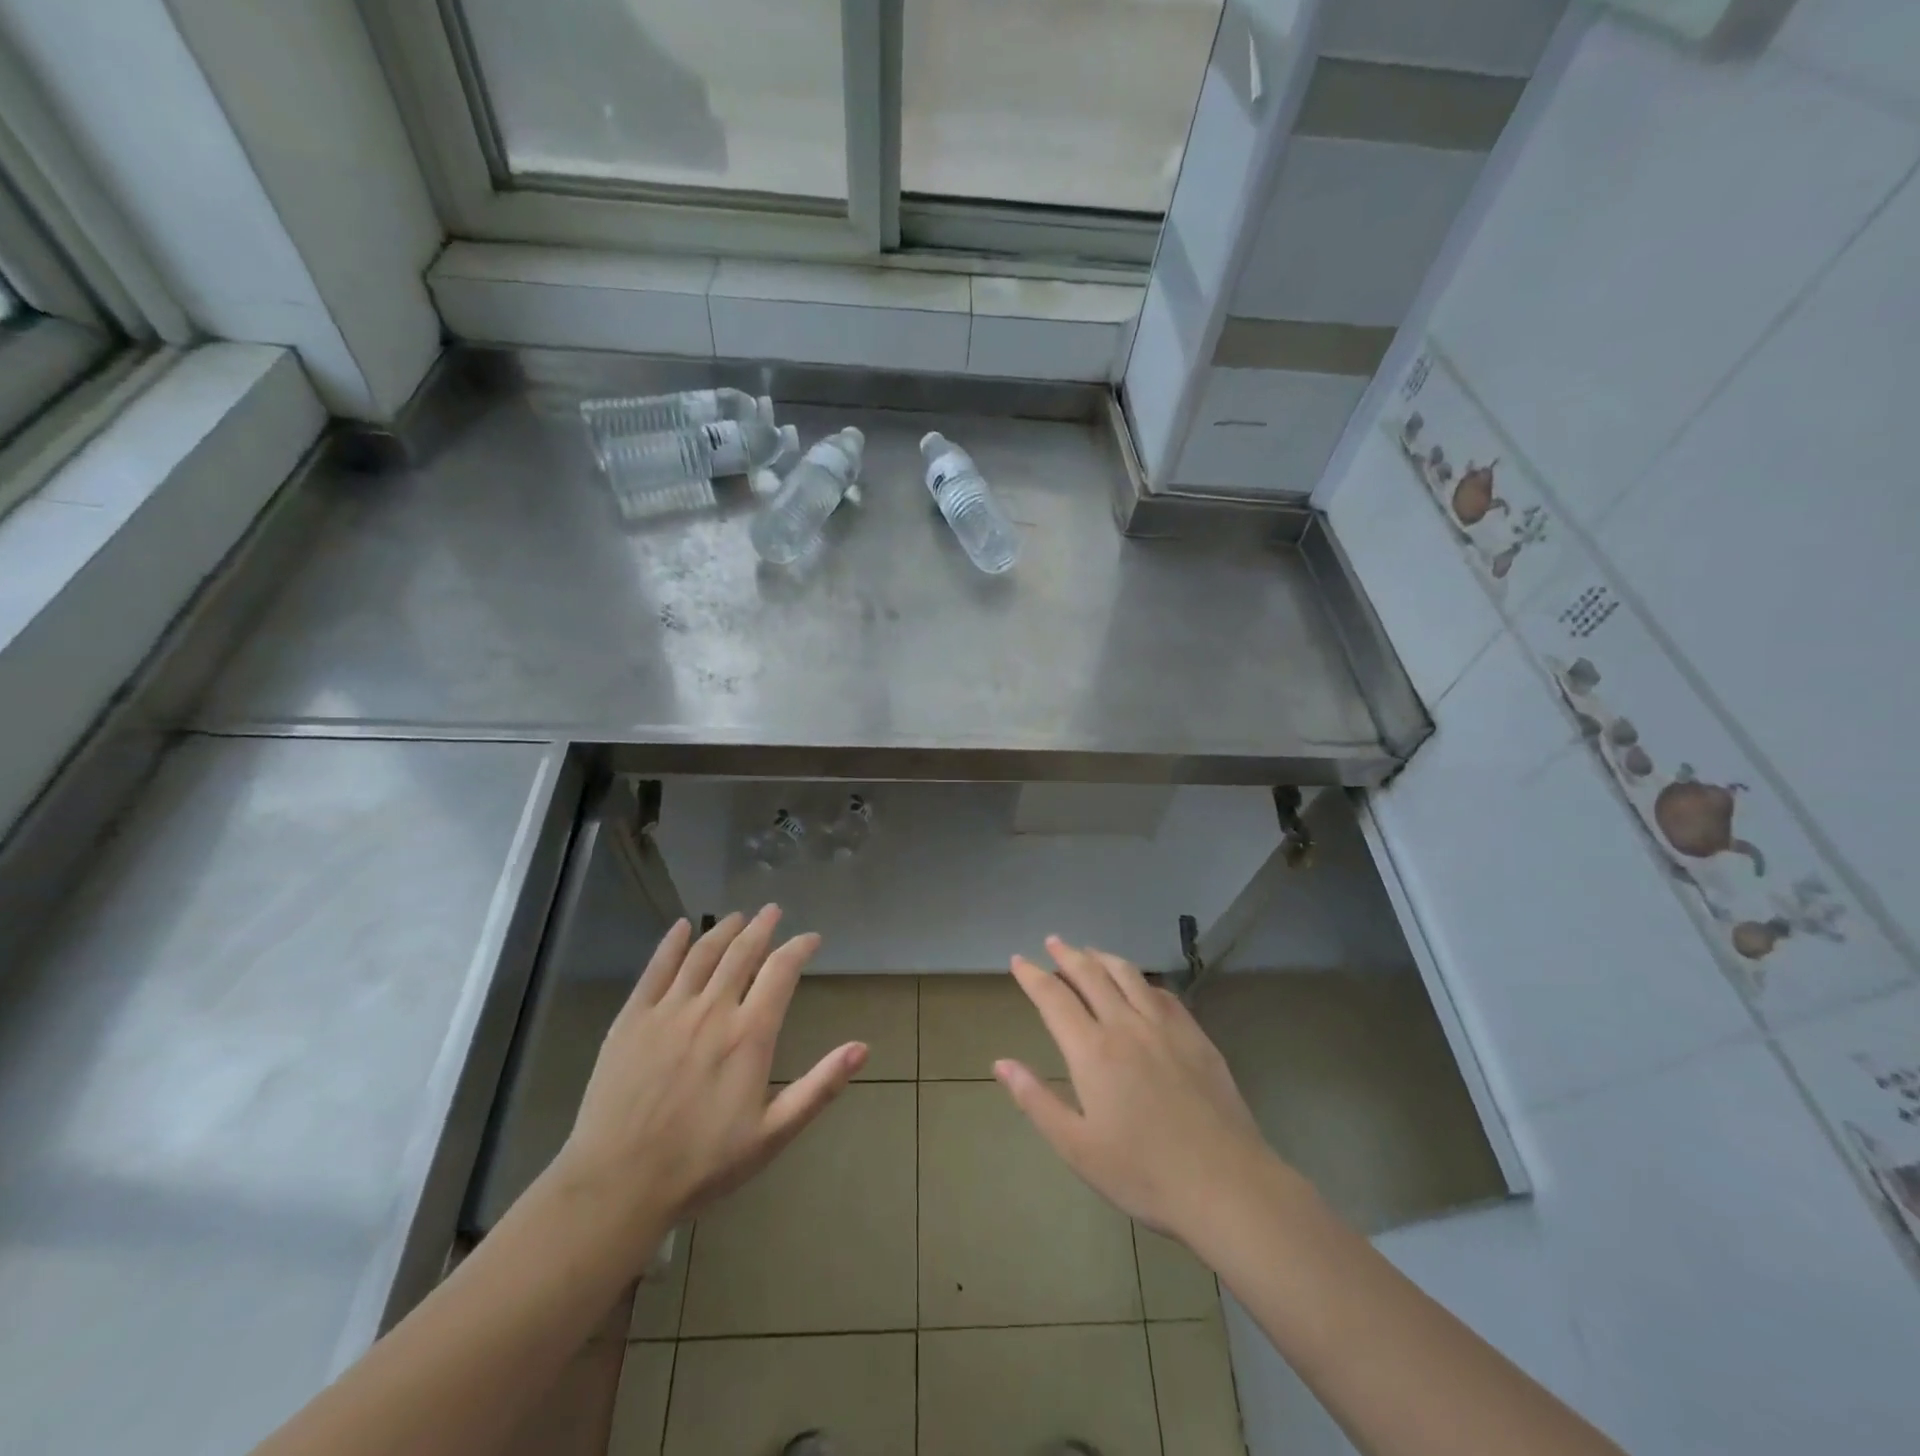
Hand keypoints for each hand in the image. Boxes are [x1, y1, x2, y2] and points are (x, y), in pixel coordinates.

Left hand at [544, 906, 865, 1273]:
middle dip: (762, 927)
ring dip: (724, 929)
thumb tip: (862, 1048)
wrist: (618, 1186)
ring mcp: (668, 1011)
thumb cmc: (702, 1164)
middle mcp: (712, 1010)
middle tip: (773, 911)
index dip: (799, 948)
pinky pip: (655, 969)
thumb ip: (819, 1087)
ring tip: (738, 916)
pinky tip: (682, 927)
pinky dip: (672, 943)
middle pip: (742, 952)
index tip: (811, 938)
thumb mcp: (772, 1134)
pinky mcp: (632, 1019)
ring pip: (702, 954)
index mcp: (749, 1035)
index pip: (781, 971)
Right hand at [996, 937, 1285, 1247]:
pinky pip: (1163, 994)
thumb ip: (1036, 1100)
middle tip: (1053, 941)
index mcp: (1092, 1051)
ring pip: (1129, 975)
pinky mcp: (1196, 1037)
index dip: (1033, 976)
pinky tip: (1140, 984)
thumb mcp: (1077, 1148)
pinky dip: (1142, 980)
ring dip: (1104, 958)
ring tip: (1090, 951)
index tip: (1018, 960)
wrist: (1226, 1186)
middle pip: (1091, 975)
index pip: (1054, 998)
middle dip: (1067, 955)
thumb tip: (1001, 1063)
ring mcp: (1165, 1027)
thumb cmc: (1143, 1174)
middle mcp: (1126, 1025)